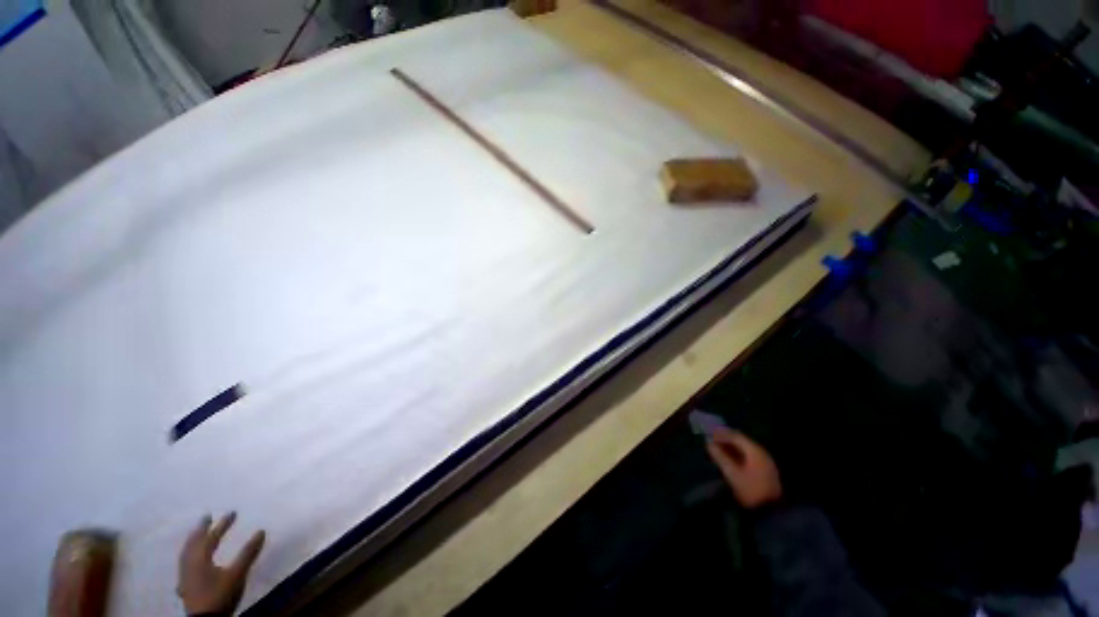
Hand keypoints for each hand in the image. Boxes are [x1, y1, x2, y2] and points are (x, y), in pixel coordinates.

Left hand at [178, 512, 264, 615]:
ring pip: (186, 554)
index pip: (211, 537)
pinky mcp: (185, 585)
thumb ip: (248, 553)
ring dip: (192, 541)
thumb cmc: (220, 594)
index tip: (233, 512)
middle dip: (200, 529)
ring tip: (197, 535)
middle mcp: (189, 564)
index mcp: (200, 558)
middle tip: (206, 517)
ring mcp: (184, 575)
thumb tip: (261, 531)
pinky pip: (184, 565)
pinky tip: (188, 562)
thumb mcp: (237, 574)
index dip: (222, 524)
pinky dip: (187, 557)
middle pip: (193, 543)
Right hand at [706, 428, 781, 508]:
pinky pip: (750, 457)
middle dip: (726, 440)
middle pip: (742, 441)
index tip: (709, 435)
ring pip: (745, 449)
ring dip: (732, 448)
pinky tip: (730, 460)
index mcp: (754, 451)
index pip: (736, 436)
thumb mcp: (732, 473)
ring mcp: (765, 462)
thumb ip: (720, 457)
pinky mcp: (766, 471)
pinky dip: (738, 455)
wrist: (772, 511)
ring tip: (719, 451)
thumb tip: (709, 444)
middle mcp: (761, 453)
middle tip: (713, 442)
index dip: (721, 434)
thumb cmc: (750, 490)